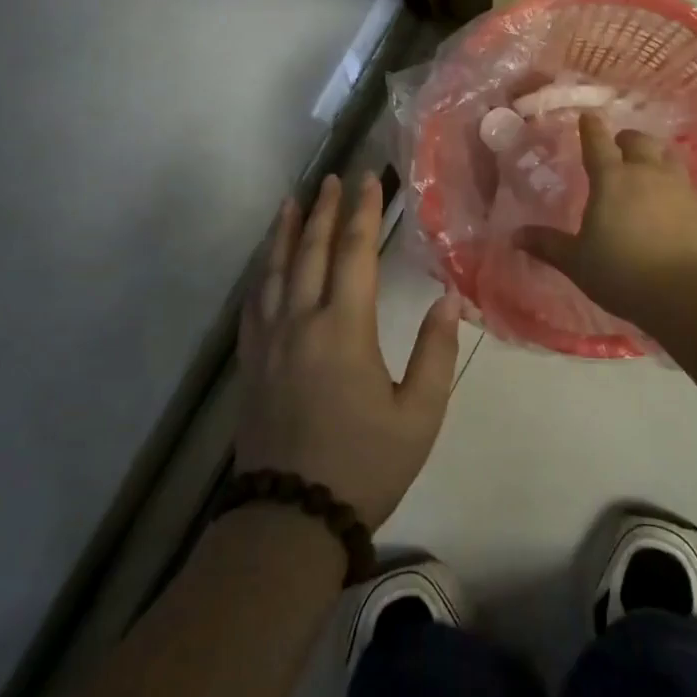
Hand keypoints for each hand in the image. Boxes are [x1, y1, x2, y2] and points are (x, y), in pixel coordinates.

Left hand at [234, 173, 461, 528]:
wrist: (291, 518)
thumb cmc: (364, 465)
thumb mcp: (418, 415)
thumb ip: (434, 354)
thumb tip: (446, 302)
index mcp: (344, 329)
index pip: (354, 253)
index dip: (363, 212)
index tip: (369, 179)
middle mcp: (301, 321)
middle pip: (310, 250)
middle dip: (324, 210)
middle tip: (333, 178)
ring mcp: (269, 340)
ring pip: (275, 269)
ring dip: (286, 231)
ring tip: (293, 201)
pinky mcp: (251, 360)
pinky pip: (254, 301)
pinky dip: (262, 270)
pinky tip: (266, 261)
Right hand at [519, 113, 696, 323]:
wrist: (689, 295)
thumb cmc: (623, 274)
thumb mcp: (577, 262)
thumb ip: (548, 245)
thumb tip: (515, 235)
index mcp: (612, 180)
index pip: (598, 142)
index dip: (591, 128)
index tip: (587, 117)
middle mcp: (648, 174)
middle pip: (640, 141)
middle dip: (627, 139)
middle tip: (619, 146)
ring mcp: (682, 189)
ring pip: (670, 158)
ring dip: (657, 157)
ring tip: (650, 169)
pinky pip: (690, 189)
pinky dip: (678, 191)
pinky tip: (676, 208)